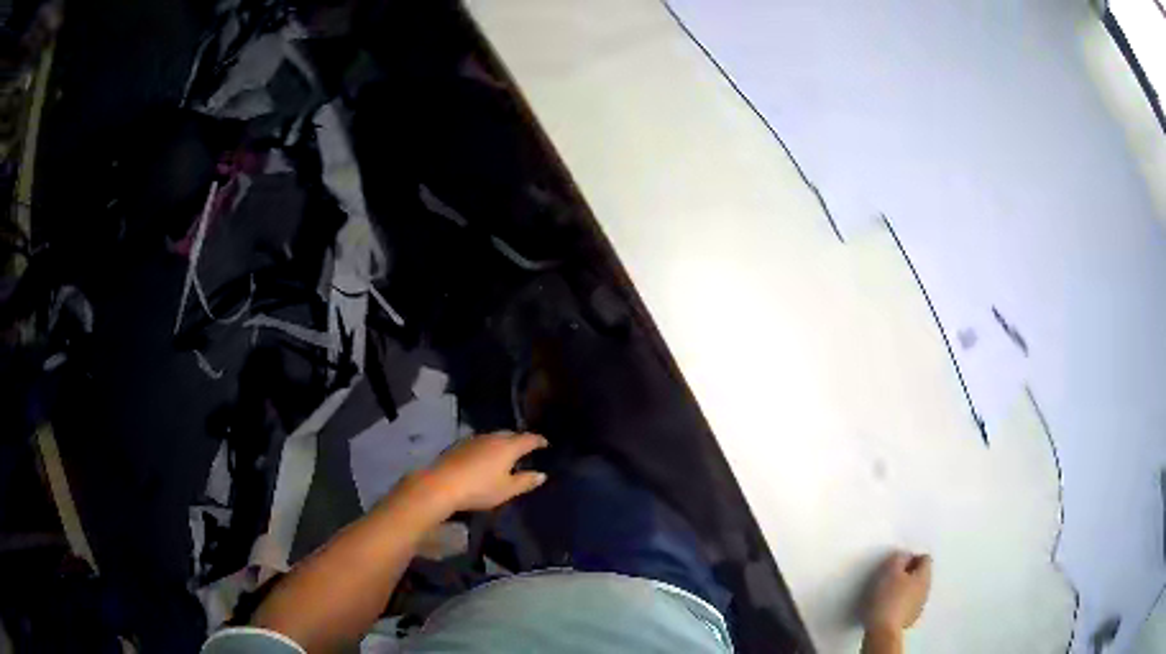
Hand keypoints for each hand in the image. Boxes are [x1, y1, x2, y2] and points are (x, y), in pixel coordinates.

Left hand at [419, 432, 548, 512]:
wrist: (442, 484)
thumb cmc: (480, 488)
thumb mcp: (507, 490)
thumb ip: (525, 481)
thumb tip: (542, 475)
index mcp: (508, 447)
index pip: (528, 439)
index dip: (538, 440)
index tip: (545, 443)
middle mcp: (492, 438)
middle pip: (510, 435)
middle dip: (519, 440)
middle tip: (526, 449)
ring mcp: (474, 440)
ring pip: (493, 437)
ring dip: (502, 443)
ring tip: (506, 453)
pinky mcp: (459, 445)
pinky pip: (481, 442)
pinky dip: (488, 447)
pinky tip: (485, 458)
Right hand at [865, 552, 931, 632]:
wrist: (883, 630)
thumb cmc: (887, 598)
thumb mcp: (889, 572)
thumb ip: (899, 558)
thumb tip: (905, 556)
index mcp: (924, 575)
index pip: (925, 558)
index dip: (911, 558)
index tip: (897, 565)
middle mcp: (927, 588)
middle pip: (921, 574)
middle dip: (909, 573)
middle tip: (892, 577)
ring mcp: (920, 605)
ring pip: (916, 589)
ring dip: (906, 588)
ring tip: (889, 593)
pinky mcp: (912, 617)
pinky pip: (910, 603)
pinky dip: (903, 602)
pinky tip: (890, 607)